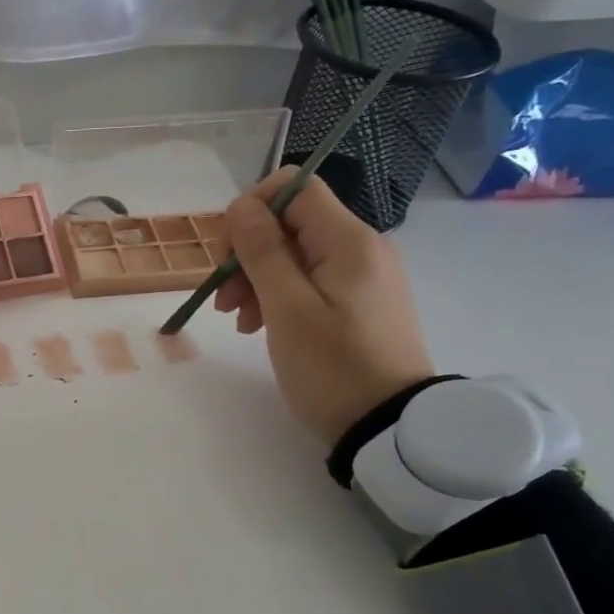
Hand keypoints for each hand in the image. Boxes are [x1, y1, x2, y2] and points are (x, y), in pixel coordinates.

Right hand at [215, 167, 435, 444]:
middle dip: (248, 253)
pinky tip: (262, 326)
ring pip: (295, 254)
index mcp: (348, 240)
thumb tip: (241, 206)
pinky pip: (309, 280)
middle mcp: (360, 247)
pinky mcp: (358, 302)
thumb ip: (263, 252)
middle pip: (290, 223)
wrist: (388, 427)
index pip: (294, 187)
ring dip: (257, 279)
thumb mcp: (287, 309)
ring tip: (240, 321)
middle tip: (226, 300)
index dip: (251, 210)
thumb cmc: (332, 367)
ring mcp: (361, 275)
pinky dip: (278, 295)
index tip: (227, 254)